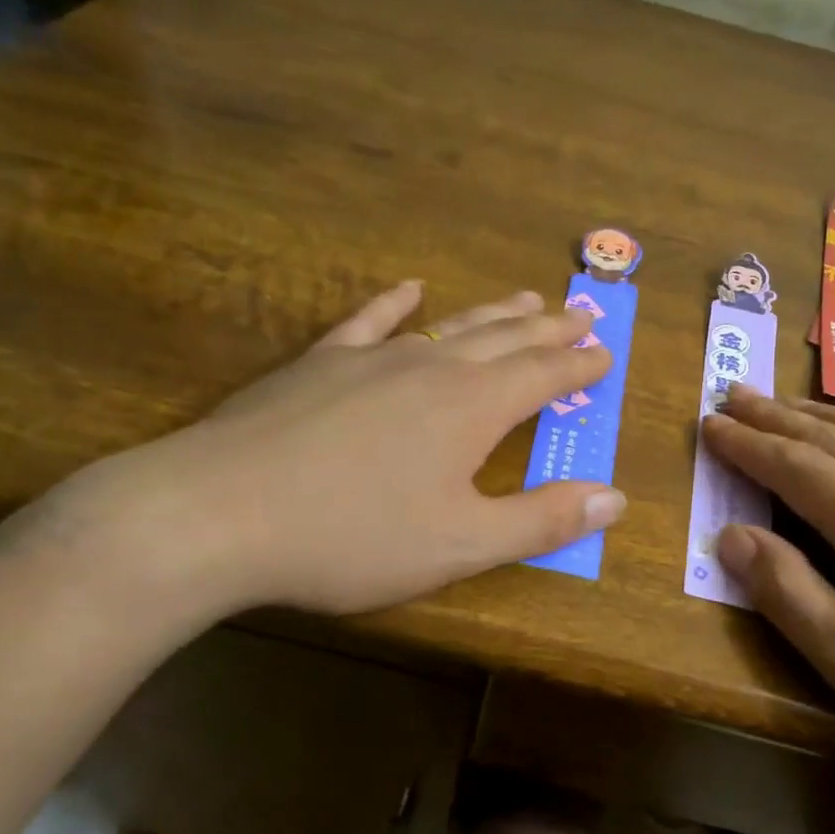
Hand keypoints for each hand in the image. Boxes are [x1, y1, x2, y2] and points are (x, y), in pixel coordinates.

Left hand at [63, 282, 623, 623]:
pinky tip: (410, 289)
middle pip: (506, 338)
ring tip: (527, 296)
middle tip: (582, 313)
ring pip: (450, 325)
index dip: (579, 366)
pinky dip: (395, 303)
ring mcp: (371, 359)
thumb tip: (615, 498)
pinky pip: (368, 321)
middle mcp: (431, 368)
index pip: (544, 376)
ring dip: (494, 312)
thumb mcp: (462, 544)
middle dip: (550, 328)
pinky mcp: (319, 363)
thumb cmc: (353, 537)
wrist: (219, 513)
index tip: (605, 354)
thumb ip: (542, 520)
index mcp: (473, 407)